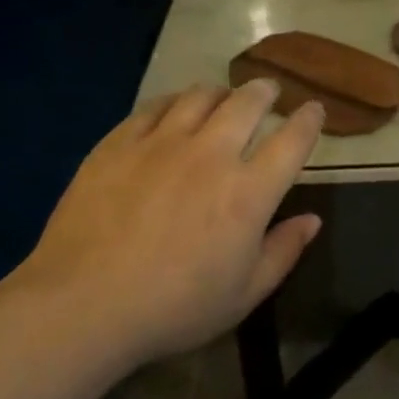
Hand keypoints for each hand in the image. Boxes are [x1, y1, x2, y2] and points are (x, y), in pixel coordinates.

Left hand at [16, 80, 323, 364]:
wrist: (84, 303)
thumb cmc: (172, 308)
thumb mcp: (242, 295)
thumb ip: (283, 252)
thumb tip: (312, 219)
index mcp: (248, 192)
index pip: (291, 141)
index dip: (308, 120)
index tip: (314, 109)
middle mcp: (211, 154)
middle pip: (247, 103)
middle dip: (264, 91)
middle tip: (268, 90)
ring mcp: (162, 142)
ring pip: (200, 96)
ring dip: (220, 92)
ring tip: (222, 96)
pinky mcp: (121, 141)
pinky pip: (156, 106)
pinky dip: (175, 101)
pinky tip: (174, 107)